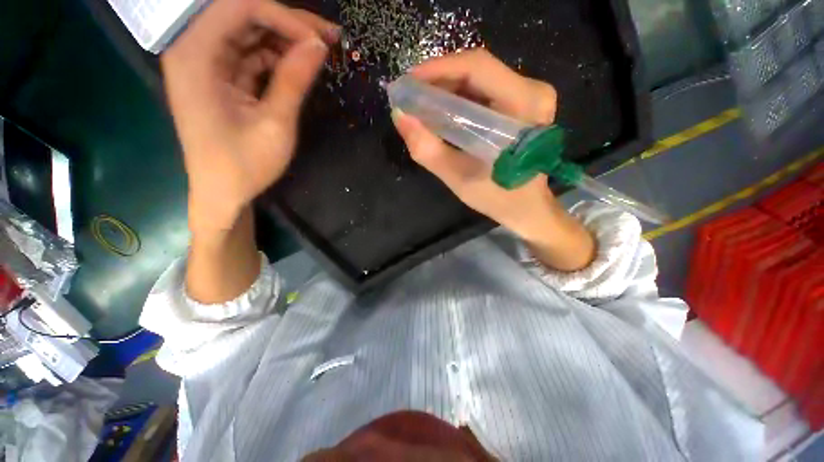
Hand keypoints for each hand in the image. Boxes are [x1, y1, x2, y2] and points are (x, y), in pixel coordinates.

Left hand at [162, 0, 337, 233]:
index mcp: (195, 56)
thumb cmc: (245, 165)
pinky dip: (277, 59)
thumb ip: (294, 81)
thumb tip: (319, 46)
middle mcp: (194, 50)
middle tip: (328, 39)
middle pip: (242, 15)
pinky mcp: (219, 78)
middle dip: (288, 24)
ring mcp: (207, 64)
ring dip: (285, 41)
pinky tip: (299, 68)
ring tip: (320, 53)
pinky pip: (250, 55)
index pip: (238, 8)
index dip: (284, 17)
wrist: (224, 193)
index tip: (320, 40)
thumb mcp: (275, 124)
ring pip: (250, 34)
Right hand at [392, 49, 594, 270]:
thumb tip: (400, 116)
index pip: (477, 67)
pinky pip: (486, 91)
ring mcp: (530, 95)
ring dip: (448, 88)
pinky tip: (442, 110)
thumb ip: (427, 149)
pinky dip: (460, 98)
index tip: (409, 82)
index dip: (439, 68)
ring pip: (480, 78)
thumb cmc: (497, 197)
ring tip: (422, 103)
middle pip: (478, 69)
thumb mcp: (458, 177)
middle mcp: (532, 91)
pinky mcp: (524, 104)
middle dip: (439, 79)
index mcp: (522, 105)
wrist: (527, 207)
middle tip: (411, 95)